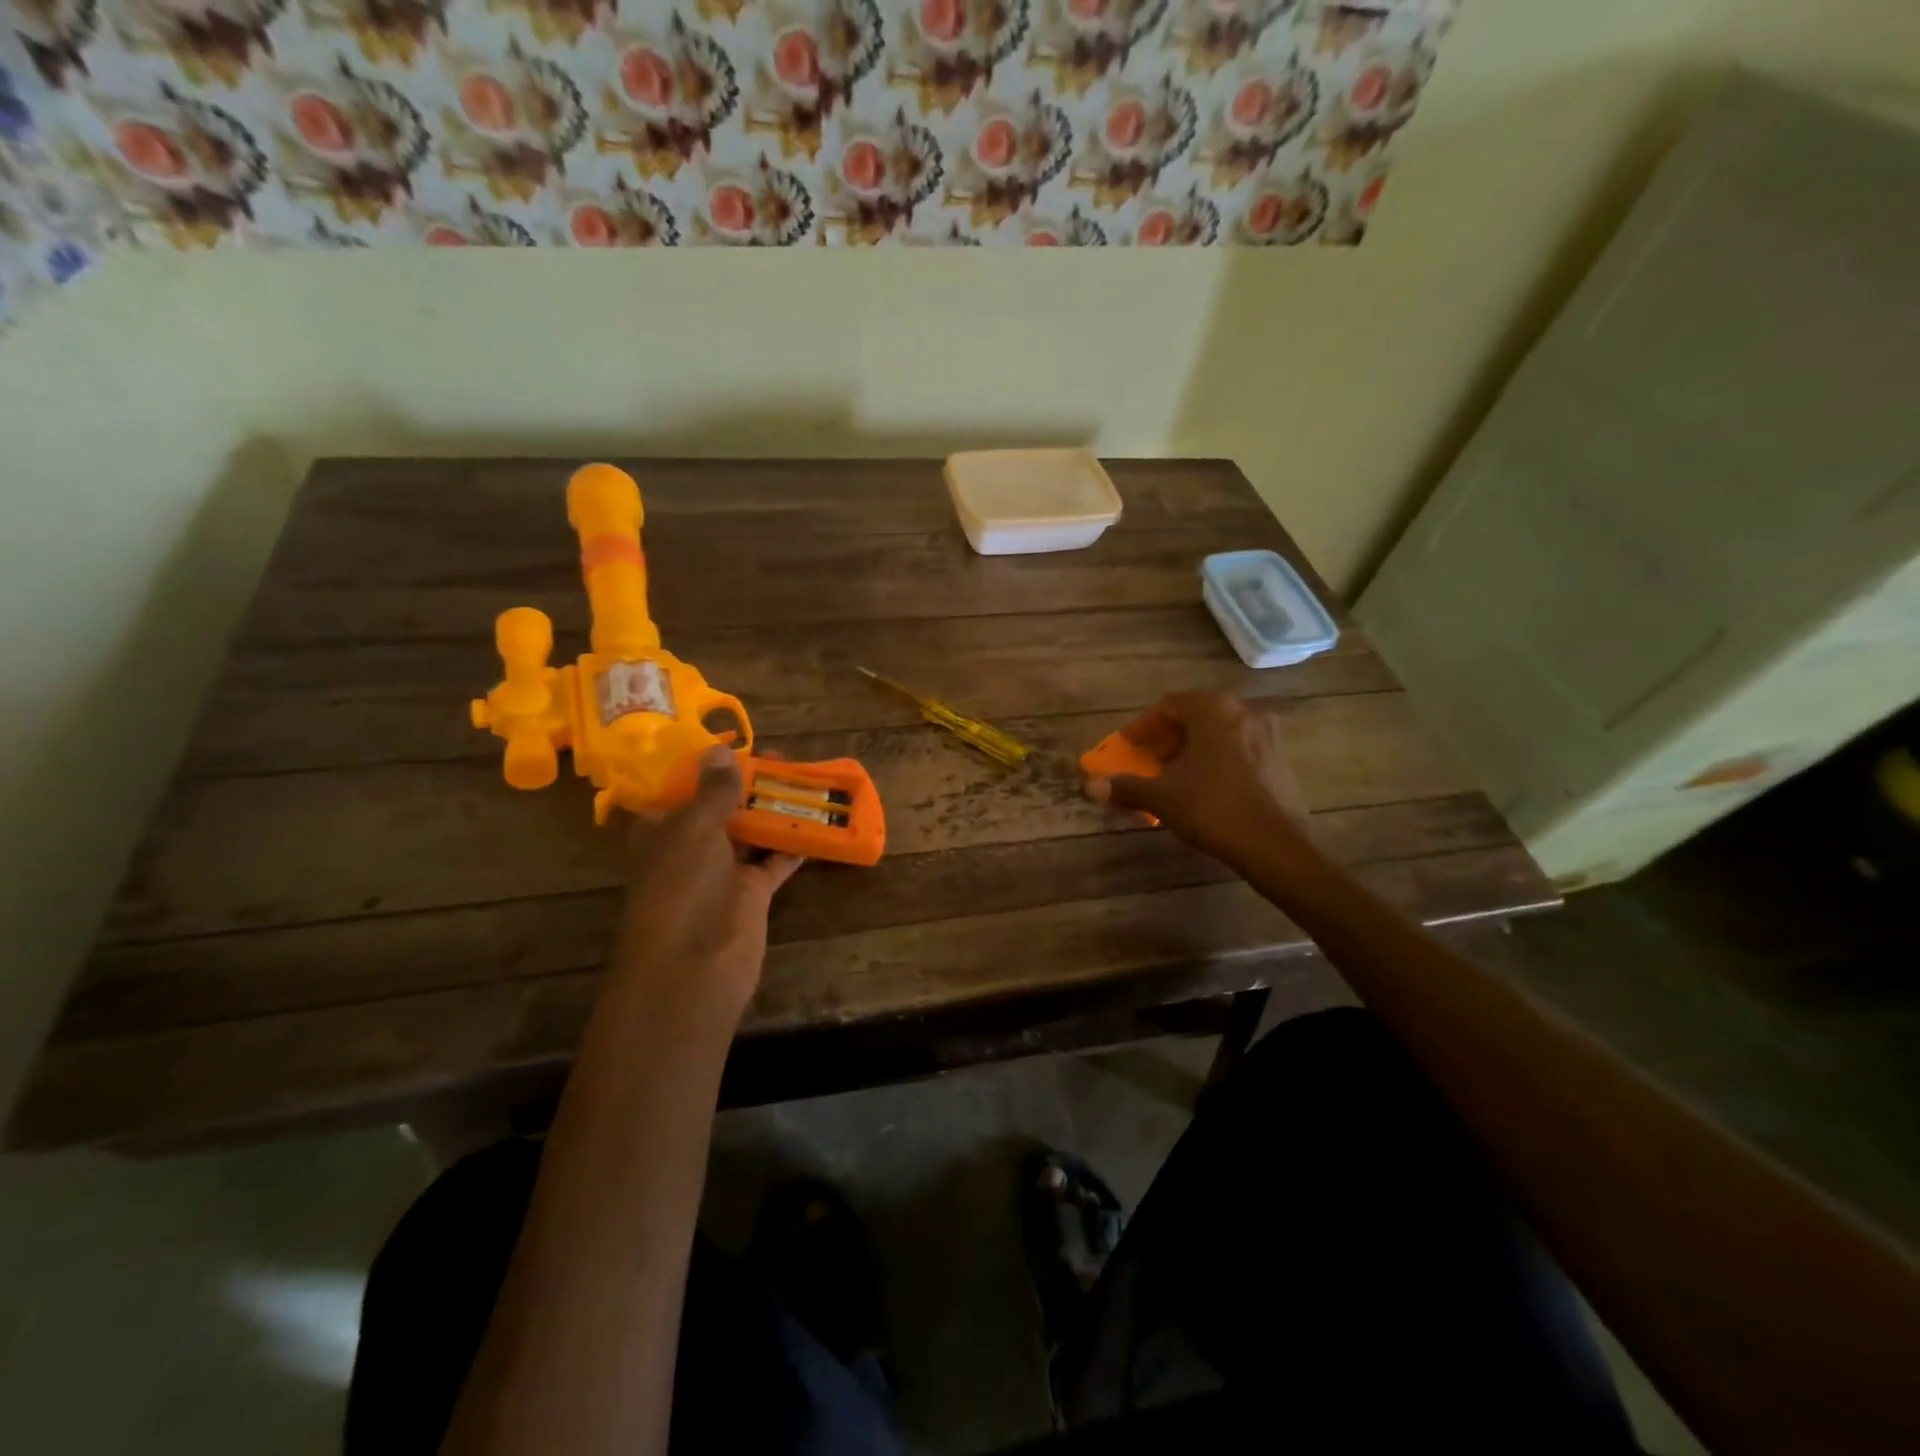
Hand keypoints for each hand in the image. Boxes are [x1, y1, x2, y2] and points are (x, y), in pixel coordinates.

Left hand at [614, 745, 803, 1018]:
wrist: (694, 967)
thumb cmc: (682, 888)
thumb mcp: (694, 829)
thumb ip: (713, 791)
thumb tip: (721, 750)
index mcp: (661, 829)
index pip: (679, 789)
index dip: (704, 766)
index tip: (735, 743)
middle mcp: (689, 847)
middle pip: (721, 807)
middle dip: (749, 783)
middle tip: (783, 757)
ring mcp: (722, 871)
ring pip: (751, 831)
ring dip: (775, 809)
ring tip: (805, 779)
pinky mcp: (751, 892)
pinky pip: (776, 859)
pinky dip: (795, 843)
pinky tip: (820, 820)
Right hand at [1084, 691, 1308, 863]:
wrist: (1275, 845)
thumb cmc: (1213, 809)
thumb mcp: (1162, 797)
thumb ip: (1125, 787)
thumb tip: (1089, 786)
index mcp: (1213, 710)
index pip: (1168, 706)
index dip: (1143, 727)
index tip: (1128, 747)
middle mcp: (1243, 711)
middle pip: (1195, 716)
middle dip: (1167, 737)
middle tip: (1148, 760)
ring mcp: (1267, 734)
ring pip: (1218, 732)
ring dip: (1192, 748)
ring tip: (1173, 775)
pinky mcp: (1280, 758)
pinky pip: (1238, 747)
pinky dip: (1216, 758)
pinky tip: (1205, 786)